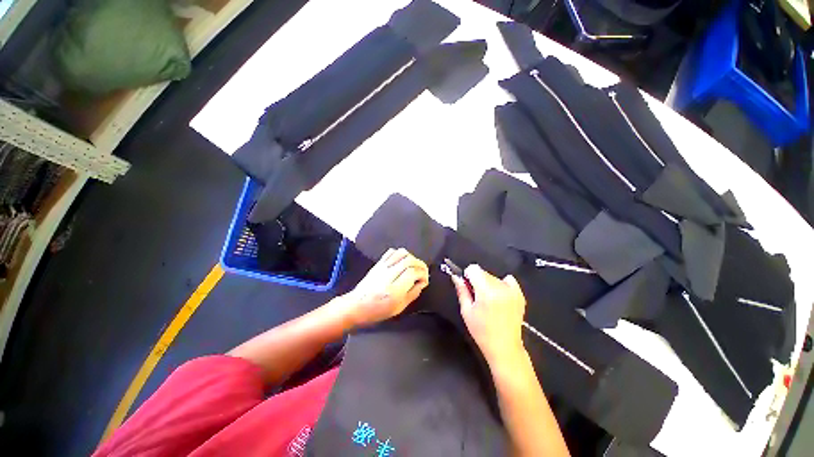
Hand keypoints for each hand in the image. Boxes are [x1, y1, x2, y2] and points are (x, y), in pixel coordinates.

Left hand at [344, 248, 428, 326]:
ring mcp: (383, 267)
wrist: (356, 305)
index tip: (424, 280)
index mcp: (395, 289)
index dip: (423, 274)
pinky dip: (400, 253)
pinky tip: (402, 261)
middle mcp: (389, 275)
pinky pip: (391, 252)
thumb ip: (413, 293)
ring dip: (412, 257)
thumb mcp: (399, 307)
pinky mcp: (378, 263)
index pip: (413, 272)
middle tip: (423, 272)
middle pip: (409, 260)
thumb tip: (422, 282)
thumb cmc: (378, 310)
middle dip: (420, 264)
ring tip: (414, 266)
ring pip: (402, 253)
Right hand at [452, 264, 526, 364]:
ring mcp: (512, 290)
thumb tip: (456, 277)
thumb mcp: (466, 311)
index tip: (468, 287)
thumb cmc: (481, 331)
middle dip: (478, 281)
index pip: (474, 268)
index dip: (468, 276)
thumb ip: (461, 291)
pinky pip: (509, 280)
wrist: (504, 347)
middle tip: (477, 298)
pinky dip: (503, 284)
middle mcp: (500, 287)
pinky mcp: (520, 295)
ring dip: (489, 284)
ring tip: (489, 301)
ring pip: (494, 277)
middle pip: (484, 272)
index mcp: (486, 291)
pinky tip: (500, 296)